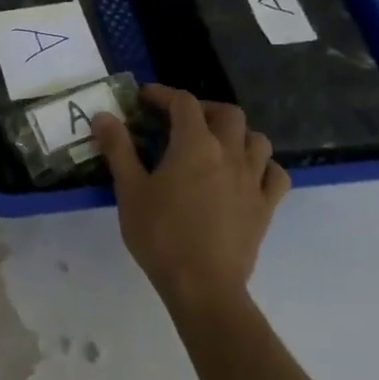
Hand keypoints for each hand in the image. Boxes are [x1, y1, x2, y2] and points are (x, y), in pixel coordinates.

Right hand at [91, 85, 288, 314]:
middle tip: (179, 120)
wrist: (202, 285)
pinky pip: (274, 174)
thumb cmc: (160, 234)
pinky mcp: (265, 207)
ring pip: (256, 139)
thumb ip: (118, 148)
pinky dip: (261, 165)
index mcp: (195, 145)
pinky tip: (244, 174)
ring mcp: (253, 180)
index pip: (183, 103)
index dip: (163, 94)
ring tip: (214, 144)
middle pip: (227, 113)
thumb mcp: (129, 189)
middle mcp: (230, 154)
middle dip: (202, 109)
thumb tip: (104, 116)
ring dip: (235, 133)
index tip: (144, 99)